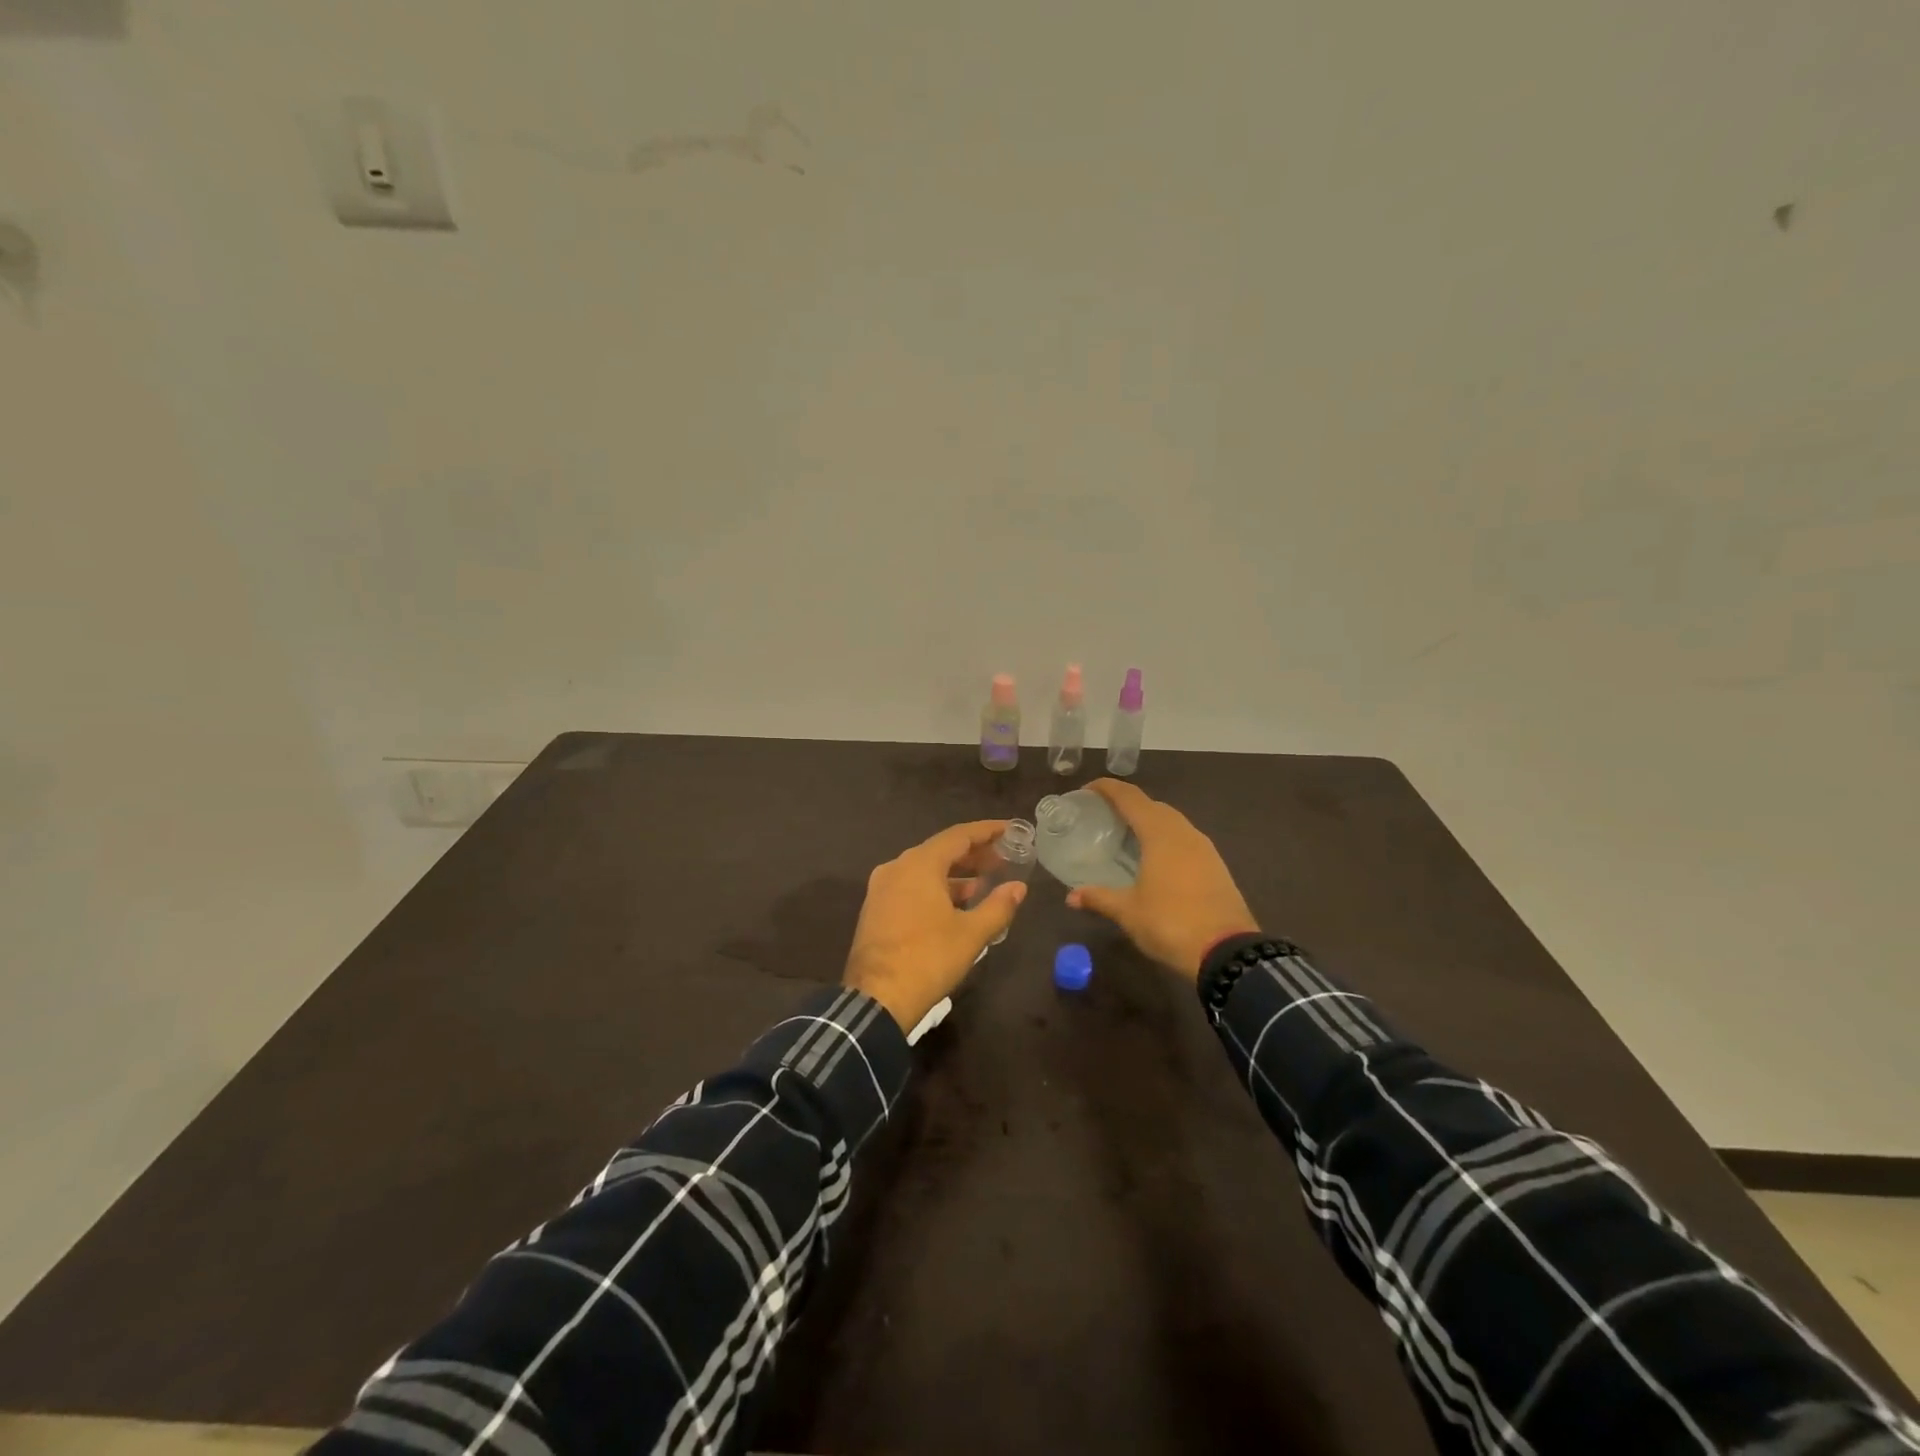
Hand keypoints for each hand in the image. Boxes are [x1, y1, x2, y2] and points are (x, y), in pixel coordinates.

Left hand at [844, 820, 1027, 1032]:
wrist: (877, 999)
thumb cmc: (928, 959)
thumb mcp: (971, 934)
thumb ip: (998, 906)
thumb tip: (1018, 888)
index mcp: (919, 864)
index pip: (959, 835)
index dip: (987, 831)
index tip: (1010, 829)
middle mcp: (897, 867)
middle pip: (940, 850)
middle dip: (973, 854)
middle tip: (1003, 859)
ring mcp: (882, 888)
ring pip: (925, 870)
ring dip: (956, 874)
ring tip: (985, 883)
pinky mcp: (876, 909)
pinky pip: (912, 886)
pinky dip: (936, 888)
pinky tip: (956, 905)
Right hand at [1064, 779, 1257, 980]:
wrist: (1228, 953)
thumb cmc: (1170, 924)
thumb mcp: (1128, 912)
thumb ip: (1099, 898)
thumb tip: (1071, 896)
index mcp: (1160, 834)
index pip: (1130, 798)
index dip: (1108, 788)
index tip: (1087, 790)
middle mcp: (1184, 833)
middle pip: (1153, 806)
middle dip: (1129, 805)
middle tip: (1105, 817)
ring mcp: (1205, 849)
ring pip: (1173, 822)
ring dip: (1150, 822)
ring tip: (1128, 837)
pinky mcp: (1217, 866)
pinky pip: (1186, 840)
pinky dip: (1166, 840)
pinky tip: (1155, 860)